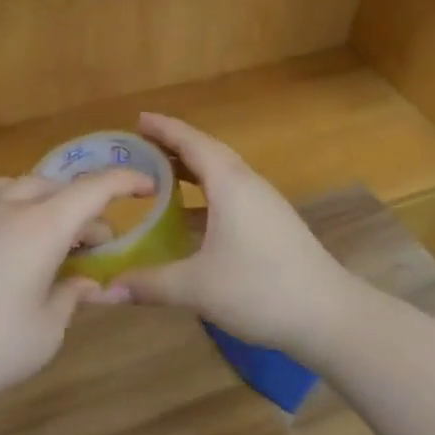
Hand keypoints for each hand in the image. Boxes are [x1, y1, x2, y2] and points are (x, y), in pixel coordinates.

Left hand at [0, 167, 152, 406]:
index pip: (94, 189)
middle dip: (87, 209)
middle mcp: (12, 206)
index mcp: (43, 226)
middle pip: (60, 189)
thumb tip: (85, 282)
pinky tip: (11, 220)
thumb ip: (72, 296)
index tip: (148, 186)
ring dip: (51, 199)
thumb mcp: (47, 329)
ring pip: (25, 185)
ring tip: (57, 229)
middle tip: (97, 245)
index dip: (125, 182)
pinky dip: (13, 197)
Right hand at [102, 113, 366, 365]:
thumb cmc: (260, 290)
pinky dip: (205, 192)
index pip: (192, 143)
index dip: (164, 129)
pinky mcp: (272, 223)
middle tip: (141, 144)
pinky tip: (190, 216)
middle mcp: (248, 184)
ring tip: (159, 173)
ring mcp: (264, 204)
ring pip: (222, 173)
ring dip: (191, 169)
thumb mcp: (197, 288)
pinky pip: (231, 192)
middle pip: (208, 152)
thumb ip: (149, 284)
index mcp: (230, 185)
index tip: (138, 119)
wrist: (330, 315)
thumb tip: (104, 290)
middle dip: (174, 145)